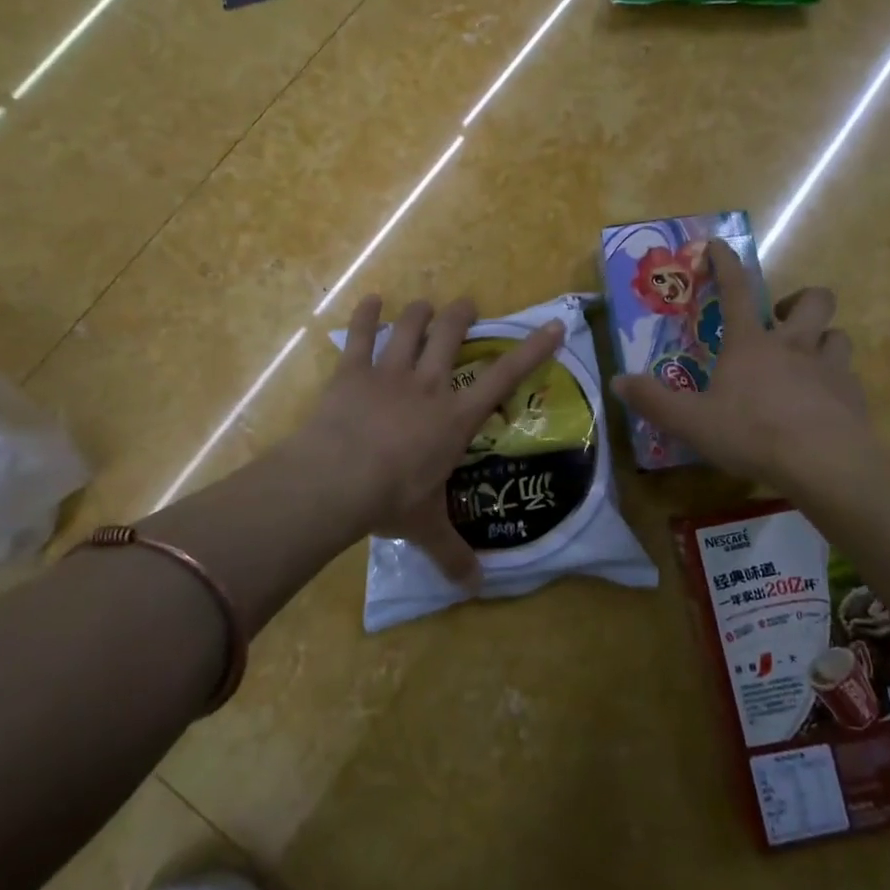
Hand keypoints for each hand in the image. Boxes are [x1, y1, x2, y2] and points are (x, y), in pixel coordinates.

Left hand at [296, 296, 565, 585]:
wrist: (336, 479)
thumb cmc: (391, 499)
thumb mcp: (427, 528)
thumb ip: (453, 555)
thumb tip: (476, 590)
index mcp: (454, 418)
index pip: (503, 378)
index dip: (531, 351)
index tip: (553, 325)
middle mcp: (427, 386)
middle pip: (450, 335)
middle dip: (461, 315)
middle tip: (467, 305)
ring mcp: (389, 374)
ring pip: (409, 328)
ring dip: (420, 312)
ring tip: (426, 304)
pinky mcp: (352, 372)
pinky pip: (359, 335)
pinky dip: (365, 314)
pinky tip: (371, 299)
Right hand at [611, 241, 873, 486]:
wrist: (825, 464)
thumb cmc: (752, 434)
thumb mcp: (690, 421)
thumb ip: (653, 400)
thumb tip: (616, 381)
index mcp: (750, 344)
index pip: (737, 290)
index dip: (726, 264)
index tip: (719, 244)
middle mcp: (793, 345)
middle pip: (812, 300)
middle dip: (799, 300)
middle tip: (781, 320)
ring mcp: (829, 368)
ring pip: (837, 334)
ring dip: (823, 339)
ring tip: (807, 359)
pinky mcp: (853, 396)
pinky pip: (848, 375)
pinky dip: (836, 381)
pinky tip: (824, 402)